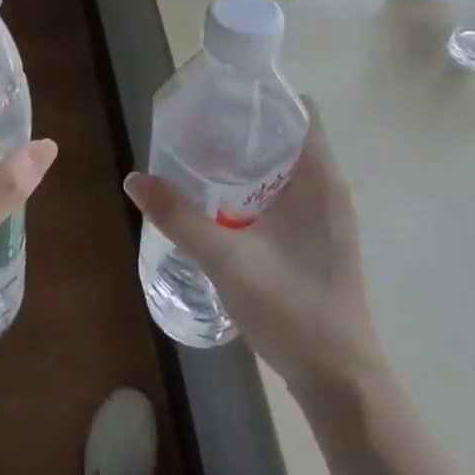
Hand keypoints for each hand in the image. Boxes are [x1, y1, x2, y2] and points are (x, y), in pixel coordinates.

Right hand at [123, 99, 381, 391]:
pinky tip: (222, 203)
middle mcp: (329, 189)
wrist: (339, 379)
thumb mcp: (227, 259)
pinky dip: (257, 185)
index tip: (220, 97)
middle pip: (289, 135)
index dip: (263, 95)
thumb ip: (179, 217)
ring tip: (201, 157)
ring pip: (287, 166)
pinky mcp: (319, 240)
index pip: (300, 111)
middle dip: (245, 125)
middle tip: (197, 126)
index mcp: (319, 179)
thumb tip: (135, 180)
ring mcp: (327, 217)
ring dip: (250, 158)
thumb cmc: (292, 309)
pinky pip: (288, 193)